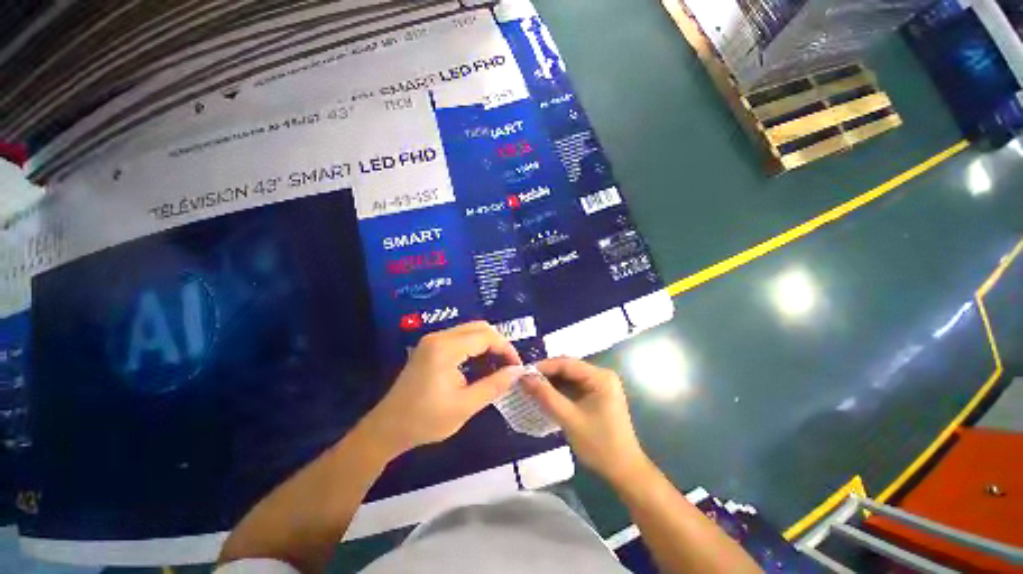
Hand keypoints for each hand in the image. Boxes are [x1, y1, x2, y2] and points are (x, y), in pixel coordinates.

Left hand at [362, 322, 522, 456]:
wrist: (388, 428)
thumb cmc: (426, 420)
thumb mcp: (466, 406)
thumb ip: (495, 385)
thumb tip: (517, 371)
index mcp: (446, 348)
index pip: (486, 336)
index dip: (506, 349)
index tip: (517, 367)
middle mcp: (439, 337)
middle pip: (479, 327)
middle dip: (498, 344)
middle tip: (508, 365)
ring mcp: (433, 340)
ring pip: (470, 331)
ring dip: (487, 345)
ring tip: (497, 367)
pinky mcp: (430, 346)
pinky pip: (460, 338)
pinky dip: (475, 347)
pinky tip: (480, 366)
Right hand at [523, 358, 650, 487]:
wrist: (624, 471)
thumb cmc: (599, 445)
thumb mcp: (569, 419)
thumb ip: (546, 396)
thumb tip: (524, 378)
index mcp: (600, 377)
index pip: (567, 363)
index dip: (544, 367)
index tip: (523, 373)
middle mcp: (601, 375)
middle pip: (568, 368)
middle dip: (546, 374)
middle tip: (525, 381)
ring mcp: (600, 385)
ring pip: (569, 377)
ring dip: (551, 382)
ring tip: (531, 388)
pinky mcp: (597, 395)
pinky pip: (574, 386)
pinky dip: (559, 390)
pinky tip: (545, 395)